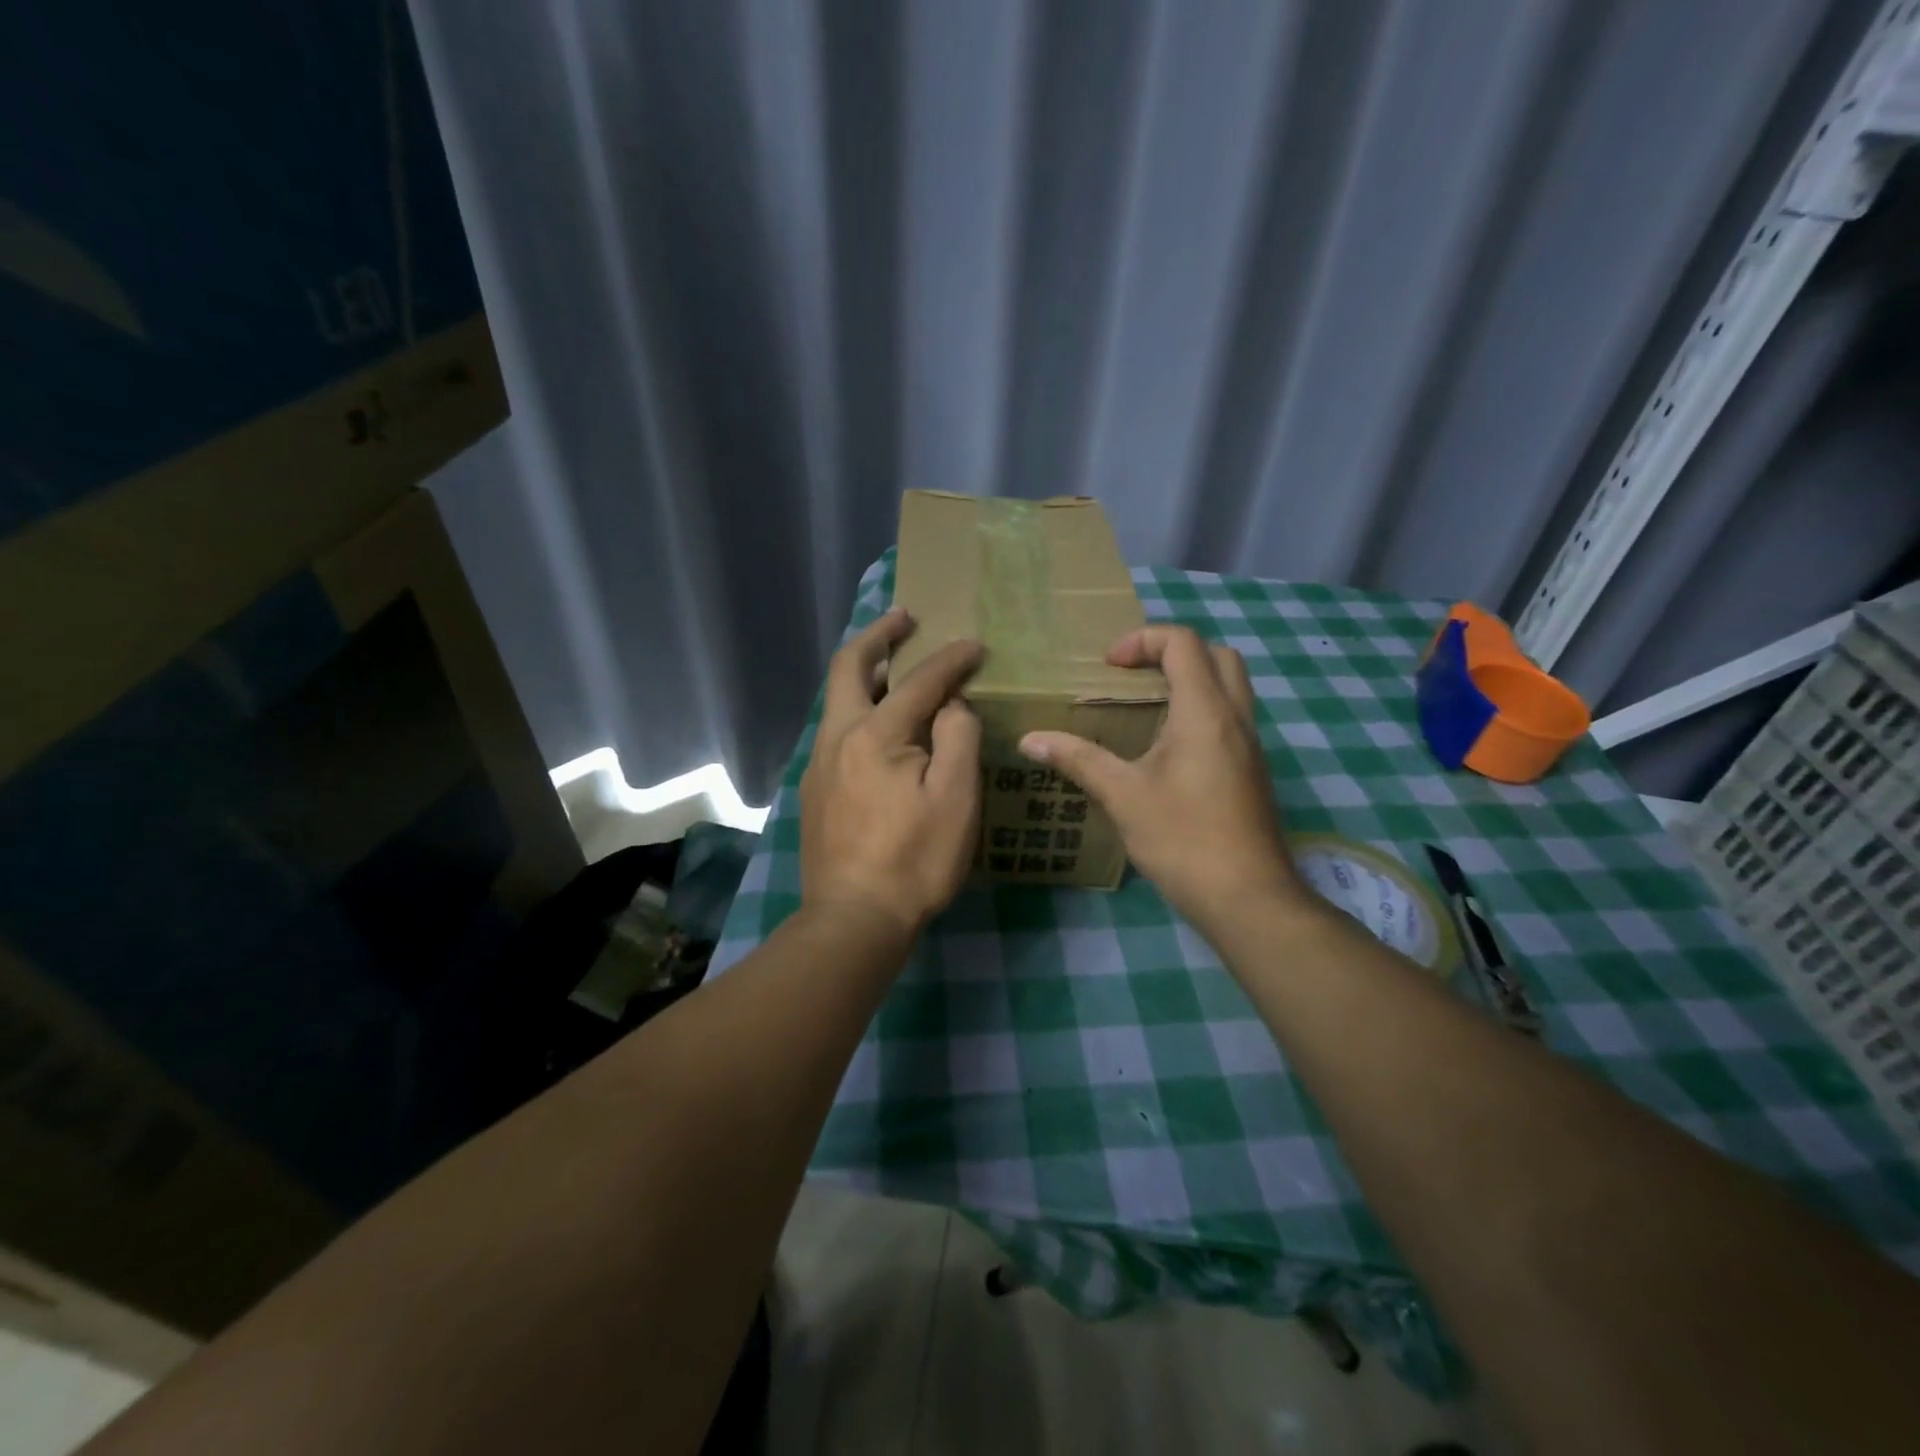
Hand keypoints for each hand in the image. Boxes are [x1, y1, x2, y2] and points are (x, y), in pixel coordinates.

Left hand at [800, 606, 983, 940]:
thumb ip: (957, 737)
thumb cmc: (914, 859)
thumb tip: (950, 705)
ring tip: (896, 666)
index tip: (976, 646)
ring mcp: (819, 764)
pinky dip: (861, 710)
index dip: (951, 659)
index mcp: (874, 734)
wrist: (853, 918)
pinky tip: (882, 729)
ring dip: (867, 673)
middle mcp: (837, 737)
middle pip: (849, 668)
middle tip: (904, 617)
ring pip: (839, 700)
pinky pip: (838, 731)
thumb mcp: (955, 798)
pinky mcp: (816, 790)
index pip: (919, 681)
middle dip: (878, 636)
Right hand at [1019, 626, 1303, 929]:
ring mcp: (1251, 745)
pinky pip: (1231, 718)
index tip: (1108, 666)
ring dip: (1191, 681)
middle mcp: (1236, 718)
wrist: (1247, 898)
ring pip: (1230, 686)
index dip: (1142, 640)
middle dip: (1173, 652)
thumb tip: (1029, 739)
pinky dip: (1201, 711)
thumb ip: (1078, 759)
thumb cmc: (1183, 839)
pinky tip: (1167, 749)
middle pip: (1217, 654)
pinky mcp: (1252, 770)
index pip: (1183, 643)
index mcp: (1205, 712)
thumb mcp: (1123, 795)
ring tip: (1145, 708)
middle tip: (1133, 676)